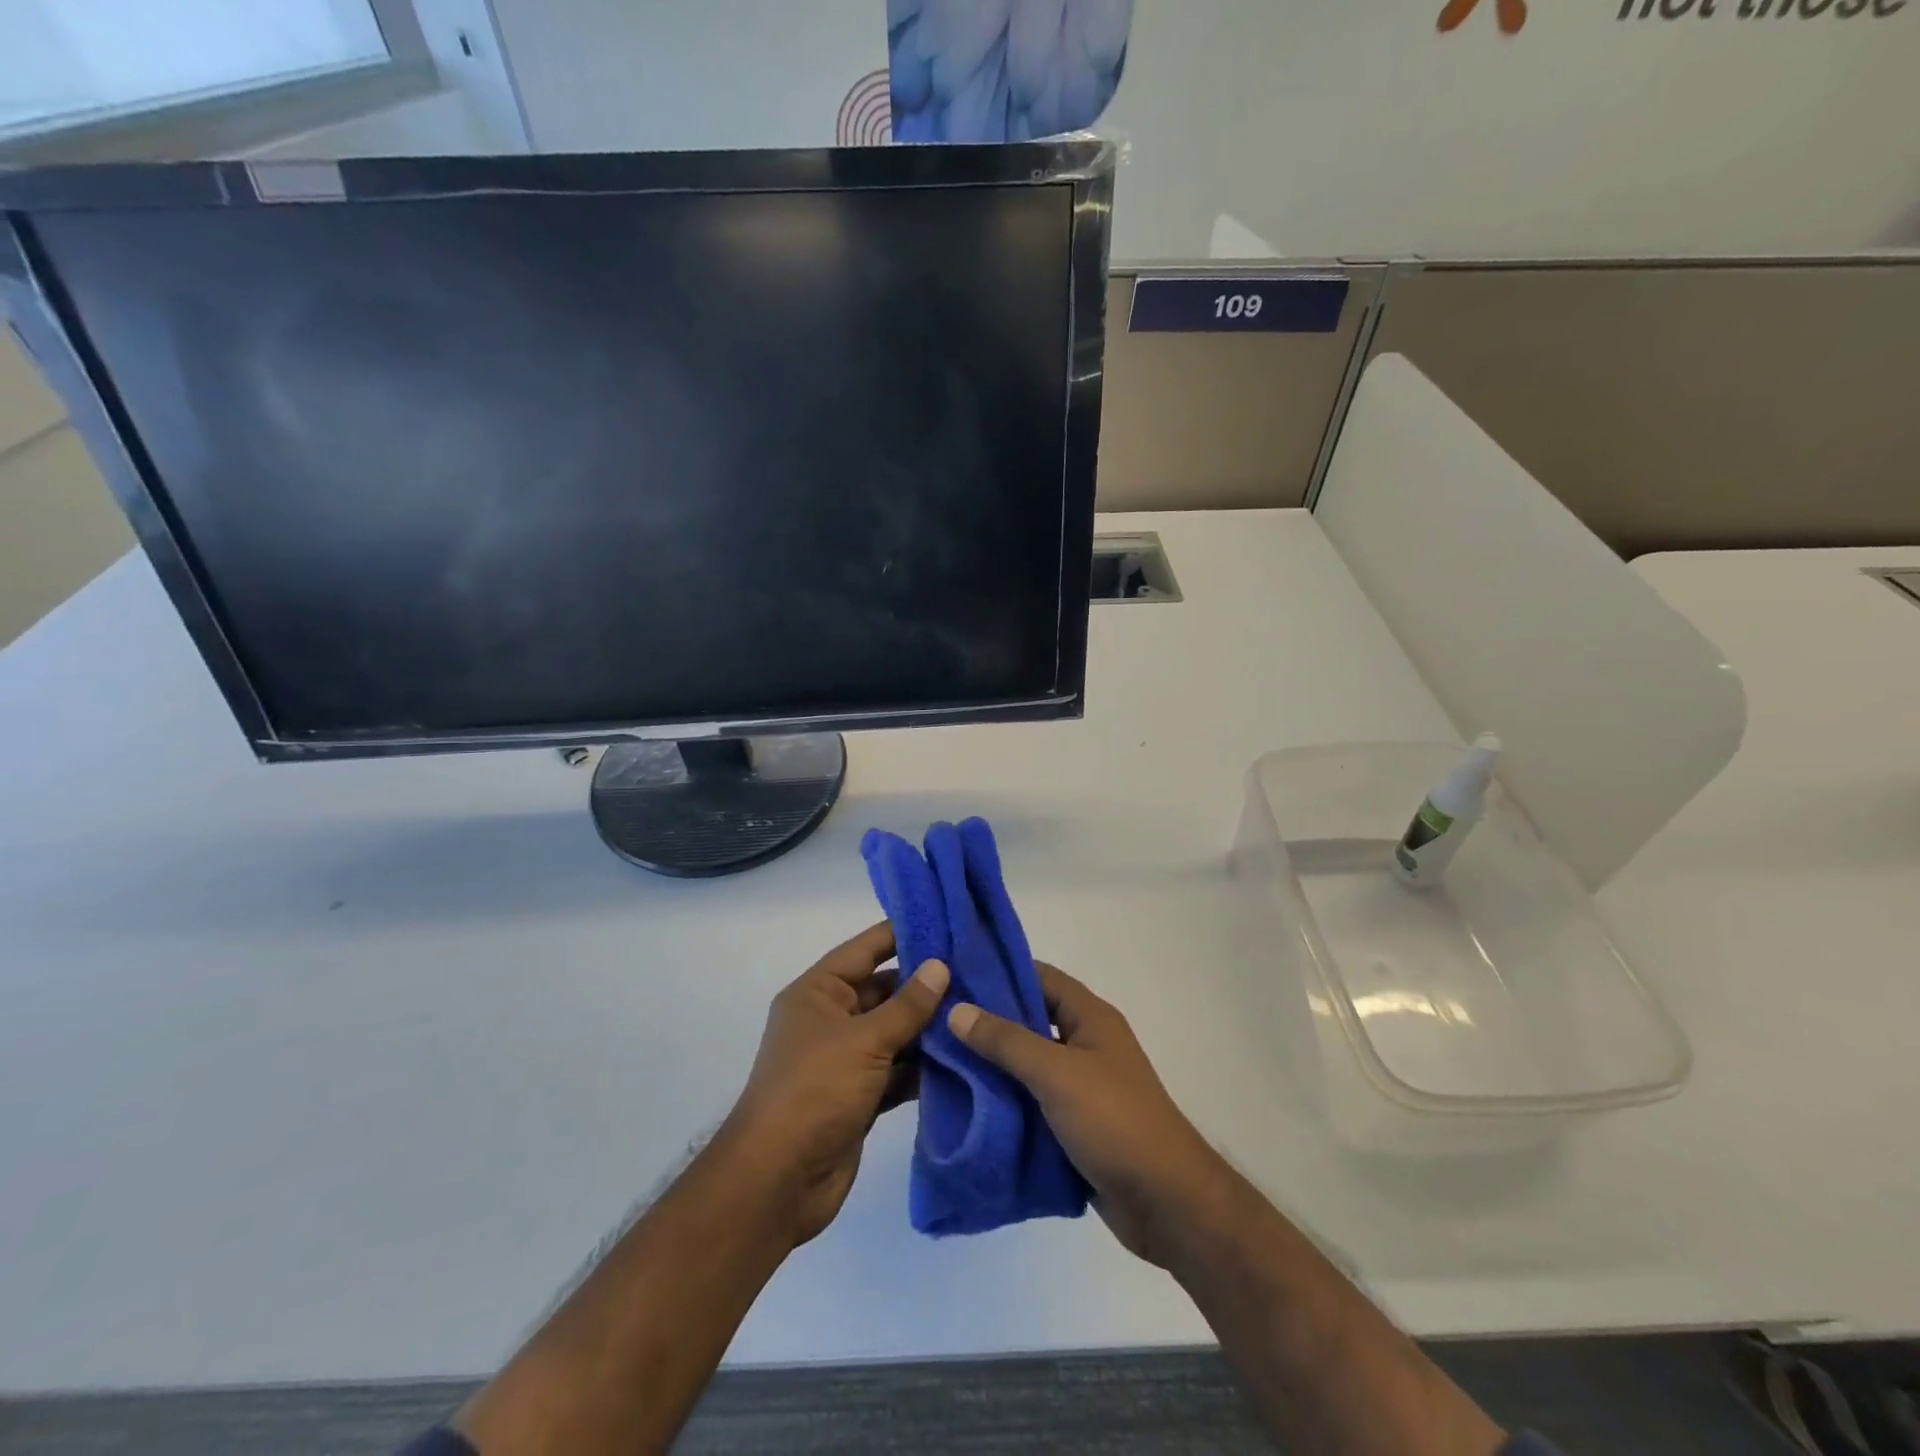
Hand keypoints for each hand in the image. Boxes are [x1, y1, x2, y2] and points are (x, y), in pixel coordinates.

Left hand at [725, 923, 948, 1247]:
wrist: (777, 1182)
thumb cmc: (815, 1091)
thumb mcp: (864, 1040)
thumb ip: (907, 1005)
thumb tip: (940, 966)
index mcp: (818, 992)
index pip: (866, 950)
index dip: (903, 934)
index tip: (948, 924)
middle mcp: (831, 1019)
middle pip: (884, 991)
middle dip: (926, 987)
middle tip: (978, 976)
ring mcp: (846, 1060)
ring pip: (895, 1033)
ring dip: (930, 1030)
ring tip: (979, 1015)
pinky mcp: (860, 1096)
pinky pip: (898, 1070)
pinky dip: (924, 1068)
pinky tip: (964, 1061)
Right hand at [948, 963, 1227, 1267]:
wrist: (1165, 1202)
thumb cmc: (1114, 1121)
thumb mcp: (1056, 1073)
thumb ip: (1006, 1041)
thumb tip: (956, 1009)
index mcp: (1091, 1017)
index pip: (1040, 977)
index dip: (1000, 971)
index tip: (954, 972)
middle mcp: (1086, 1043)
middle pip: (1030, 1020)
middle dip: (988, 1020)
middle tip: (937, 1018)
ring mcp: (1081, 1086)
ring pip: (1028, 1063)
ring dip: (993, 1064)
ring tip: (941, 1059)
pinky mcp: (1075, 1124)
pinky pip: (1032, 1101)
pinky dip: (1005, 1101)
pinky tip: (967, 1104)